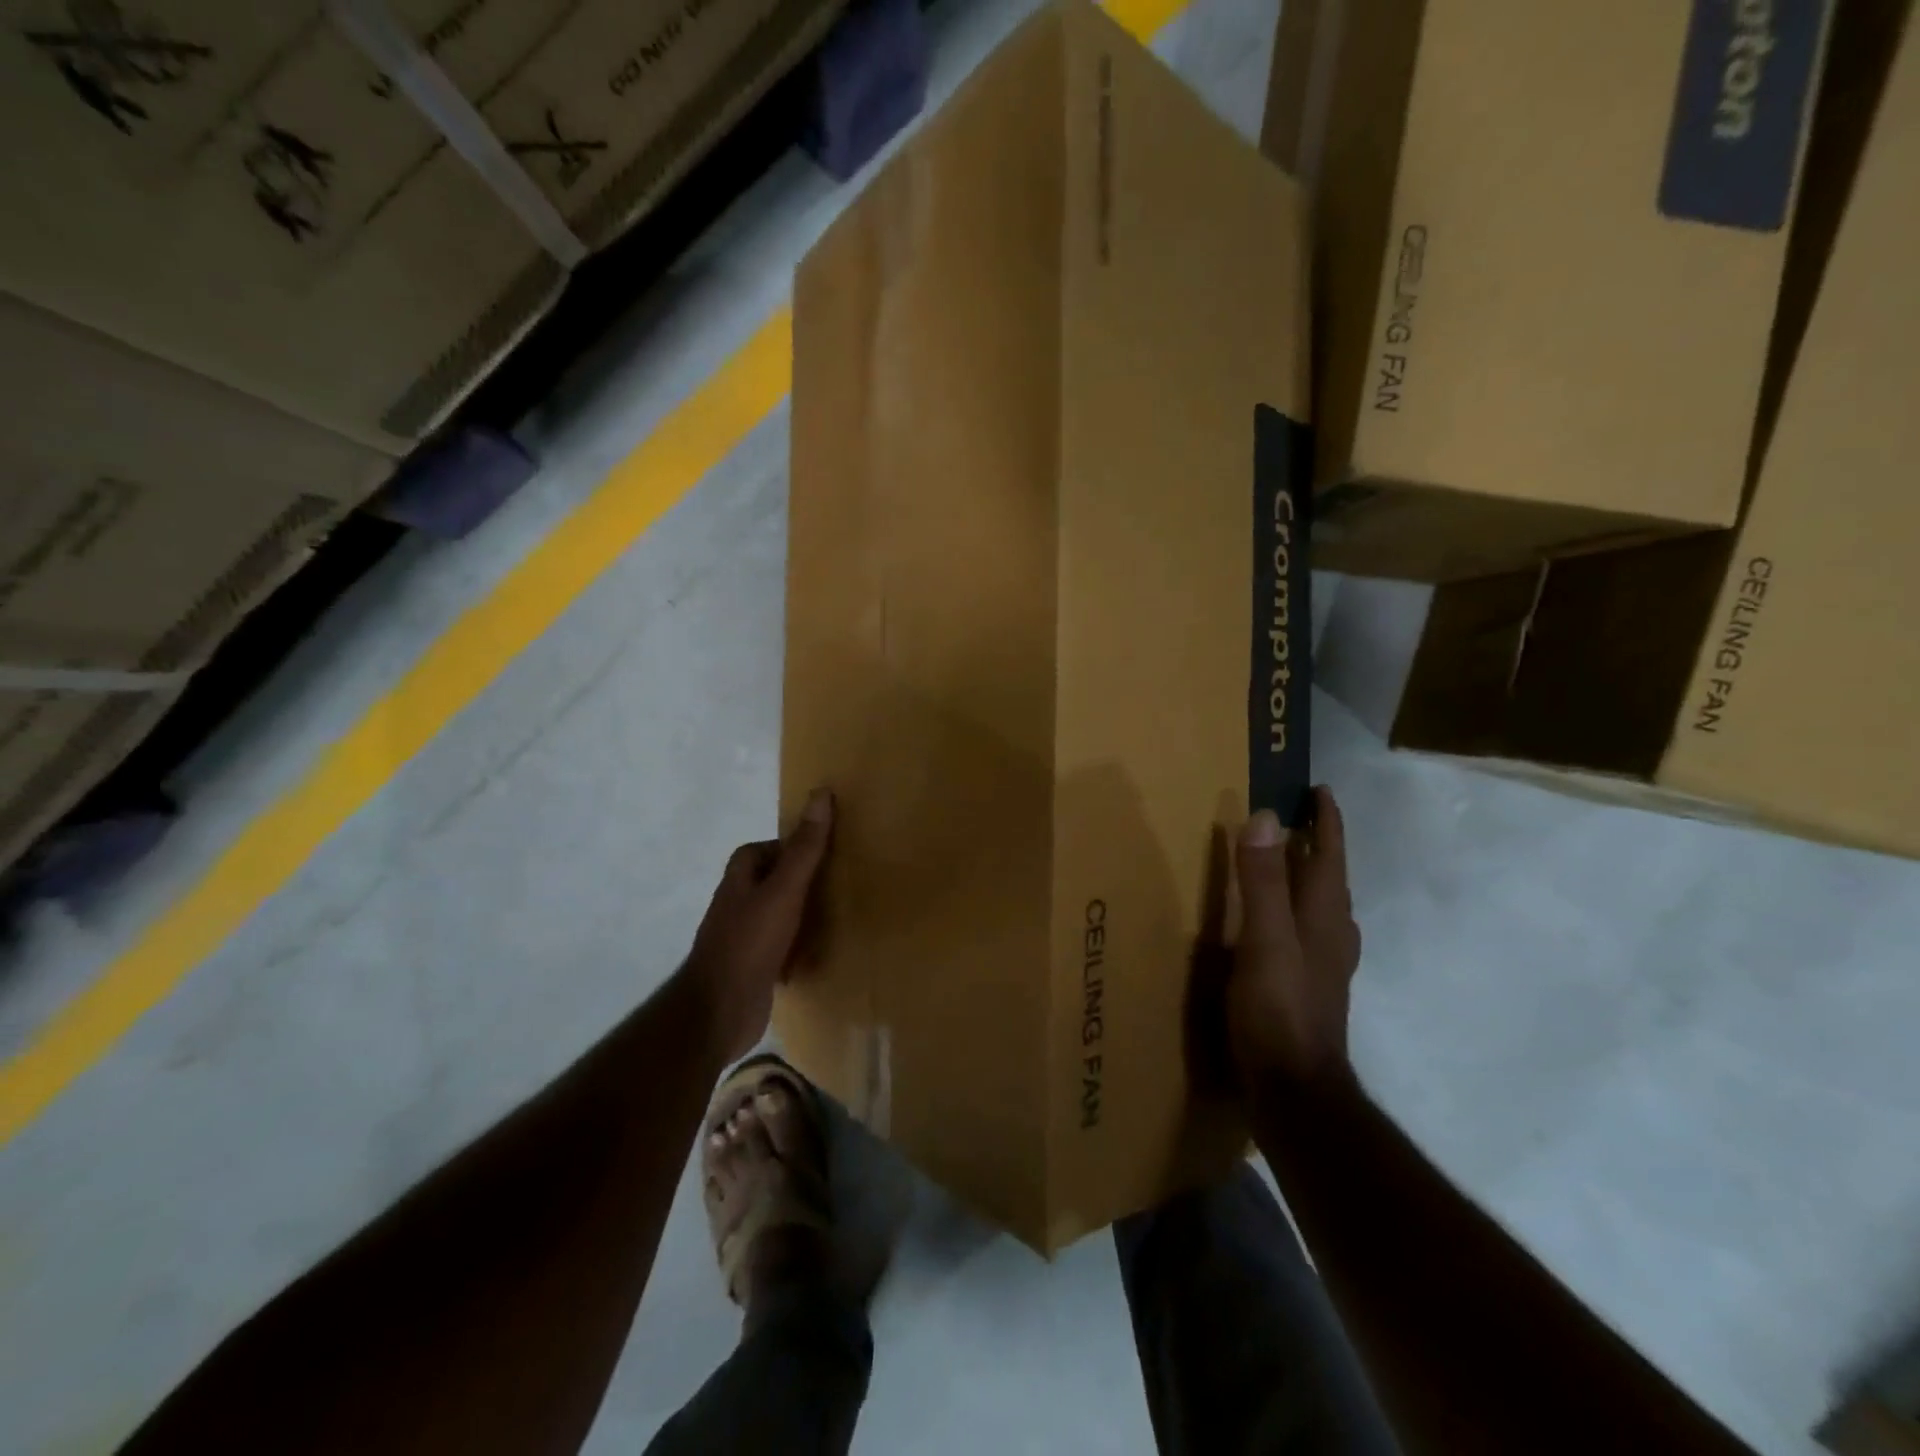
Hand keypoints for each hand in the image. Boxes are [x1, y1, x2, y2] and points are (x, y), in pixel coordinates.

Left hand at [683, 789, 834, 1062]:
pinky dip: (801, 947)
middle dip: (805, 882)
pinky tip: (822, 953)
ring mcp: (744, 936)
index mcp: (740, 877)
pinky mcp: (754, 966)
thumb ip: (804, 848)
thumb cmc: (750, 942)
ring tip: (840, 916)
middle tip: (842, 883)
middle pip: (776, 880)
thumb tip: (821, 794)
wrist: (719, 1012)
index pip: (767, 848)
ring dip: (805, 916)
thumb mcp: (783, 890)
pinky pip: (783, 946)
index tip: (828, 853)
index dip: (794, 847)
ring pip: (781, 914)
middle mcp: (739, 902)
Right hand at [1227, 786, 1360, 1091]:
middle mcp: (1331, 935)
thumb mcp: (1263, 939)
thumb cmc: (1278, 1009)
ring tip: (1290, 861)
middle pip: (1330, 879)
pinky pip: (1308, 931)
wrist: (1295, 1089)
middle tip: (1298, 818)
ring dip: (1310, 877)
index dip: (1326, 822)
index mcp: (1322, 917)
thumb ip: (1262, 881)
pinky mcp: (1309, 987)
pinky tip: (1282, 924)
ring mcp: (1324, 965)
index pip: (1329, 857)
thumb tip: (1264, 817)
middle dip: (1319, 845)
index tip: (1320, 790)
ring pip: (1323, 907)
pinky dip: (1298, 909)